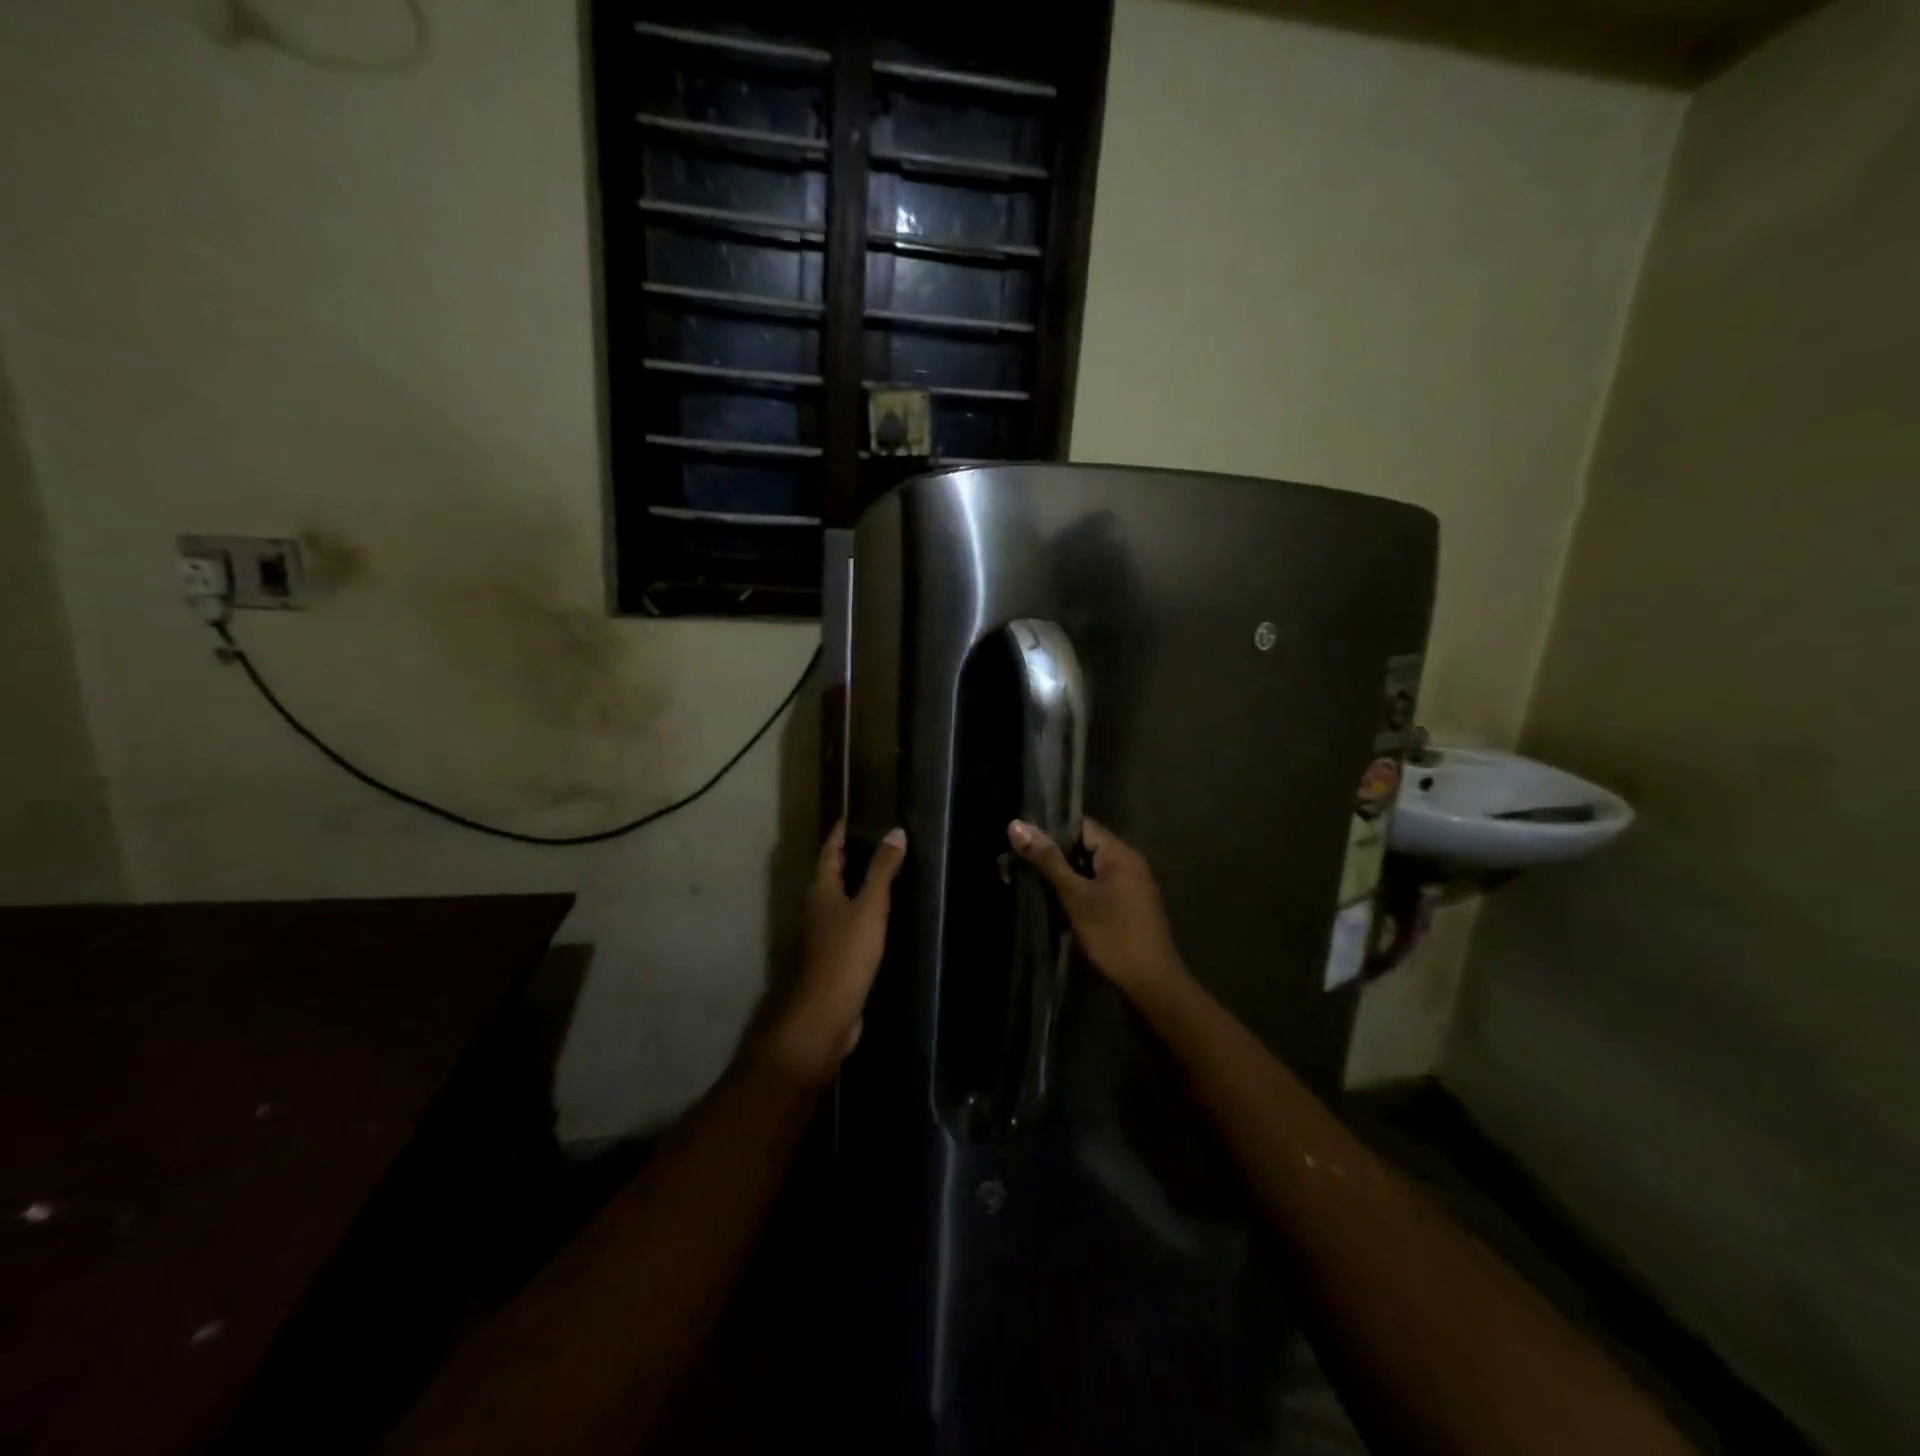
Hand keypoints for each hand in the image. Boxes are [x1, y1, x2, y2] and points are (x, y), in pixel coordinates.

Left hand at [764, 819, 907, 1083]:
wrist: (825, 1013)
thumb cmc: (846, 953)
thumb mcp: (870, 907)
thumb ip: (883, 871)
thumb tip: (895, 831)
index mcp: (821, 891)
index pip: (829, 853)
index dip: (838, 835)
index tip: (847, 818)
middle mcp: (815, 909)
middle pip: (829, 877)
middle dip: (845, 859)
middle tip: (867, 841)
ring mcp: (821, 936)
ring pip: (837, 902)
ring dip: (852, 887)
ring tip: (877, 875)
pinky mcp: (831, 959)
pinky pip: (846, 926)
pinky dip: (859, 914)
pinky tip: (877, 919)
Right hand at [1008, 818, 1185, 998]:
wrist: (1151, 983)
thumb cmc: (1112, 933)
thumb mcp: (1075, 895)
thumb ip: (1047, 859)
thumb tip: (1016, 824)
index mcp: (1120, 852)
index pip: (1081, 826)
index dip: (1052, 830)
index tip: (1023, 841)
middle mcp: (1130, 862)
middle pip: (1087, 846)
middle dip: (1057, 855)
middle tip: (1022, 863)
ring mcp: (1133, 885)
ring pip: (1092, 869)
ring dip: (1067, 875)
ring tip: (1034, 881)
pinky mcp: (1132, 905)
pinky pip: (1102, 886)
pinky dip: (1081, 890)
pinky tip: (1060, 902)